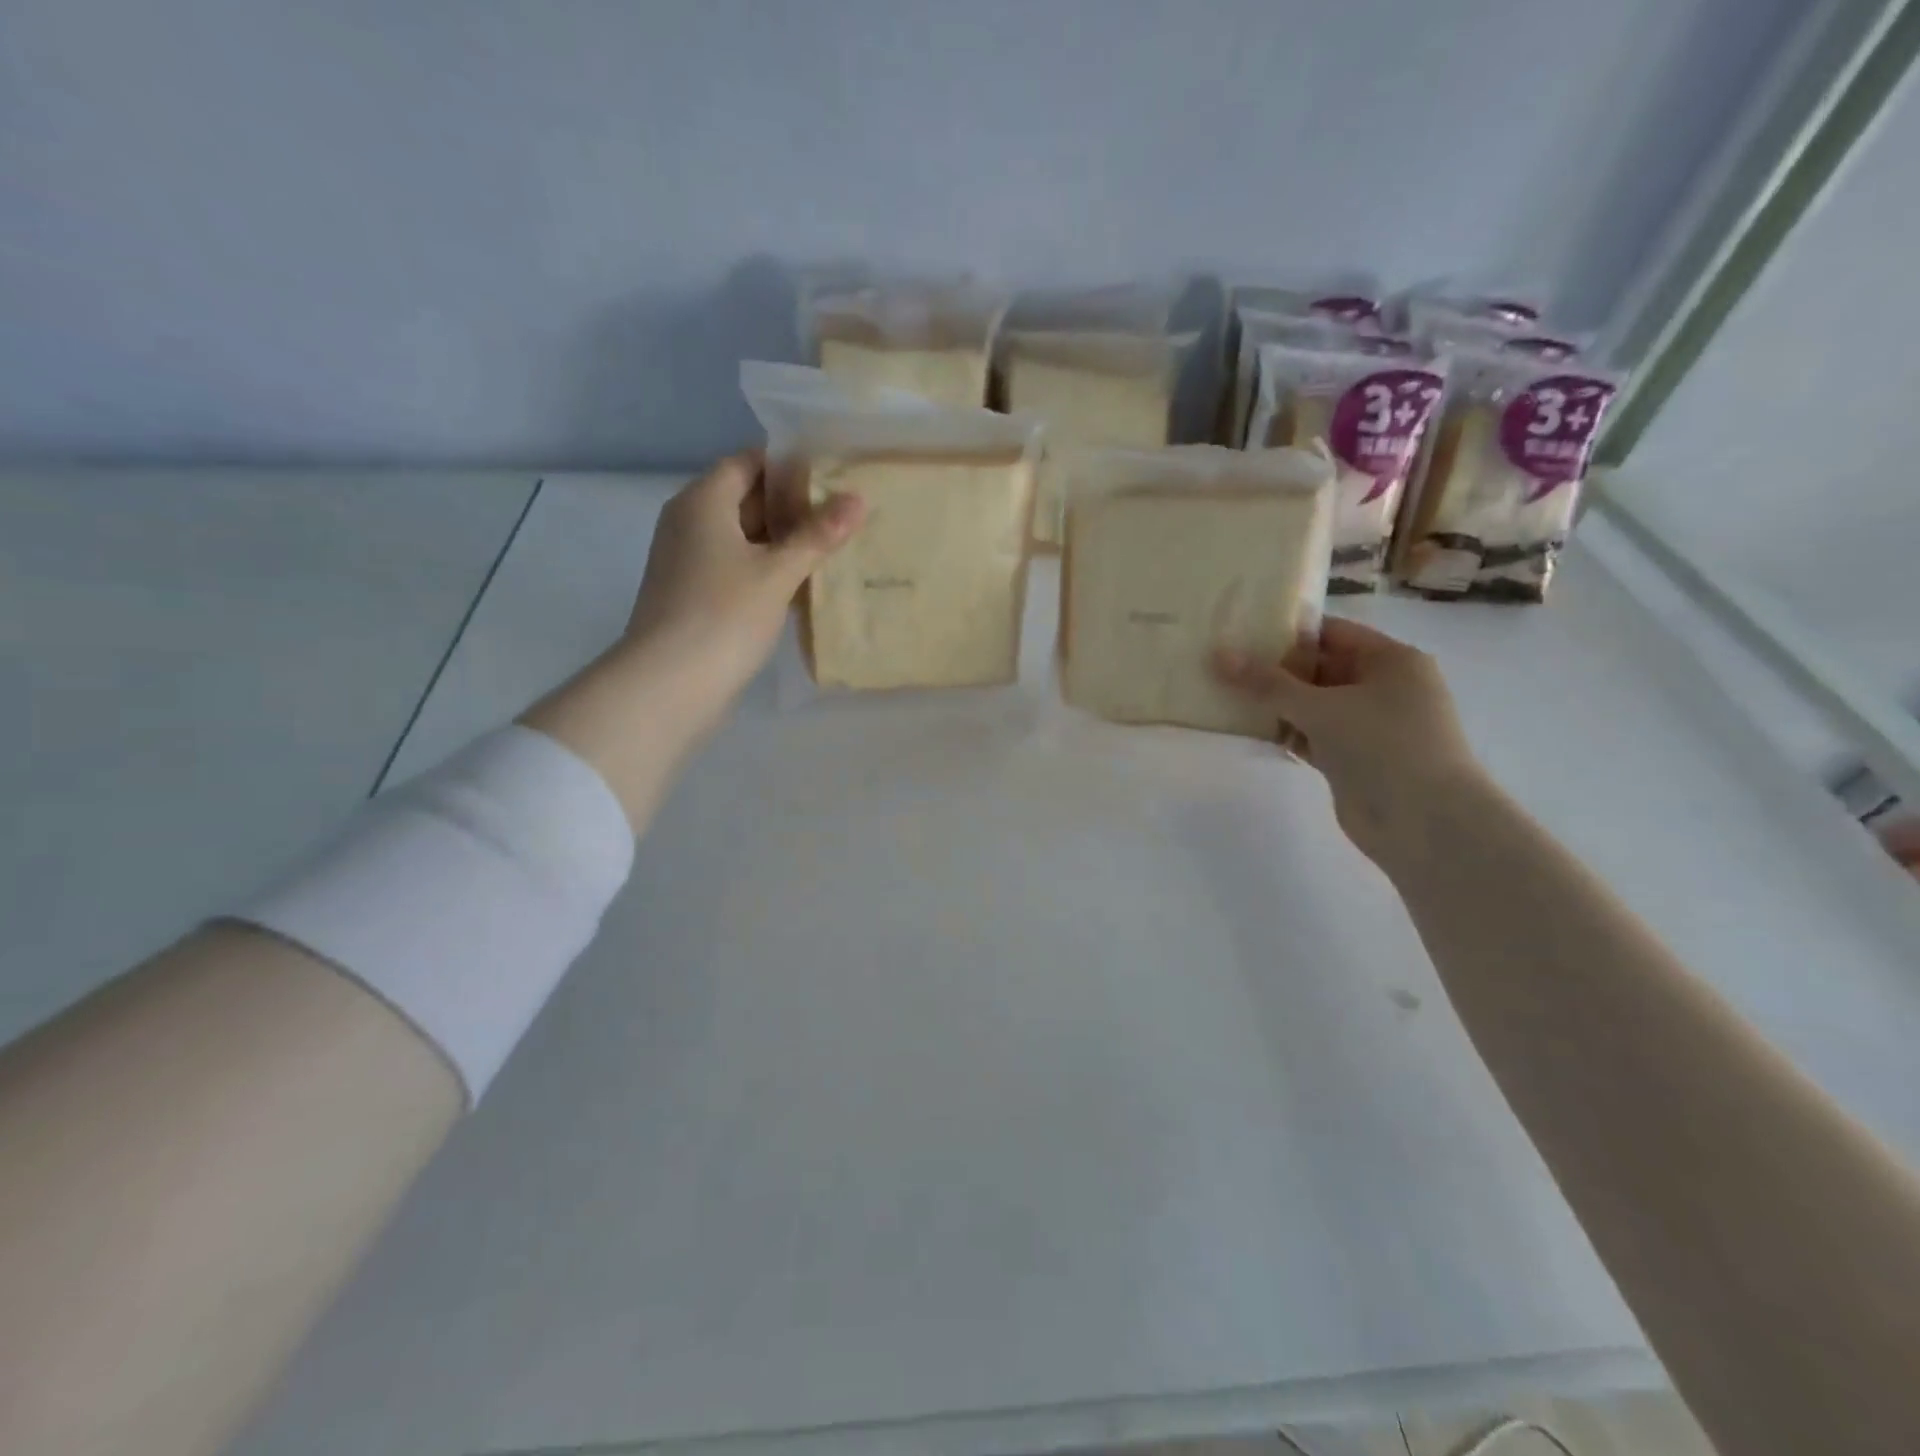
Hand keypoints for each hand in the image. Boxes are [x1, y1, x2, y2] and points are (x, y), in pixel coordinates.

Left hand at [624, 450, 863, 727]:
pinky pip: (737, 568)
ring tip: (835, 547)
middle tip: (845, 513)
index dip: (790, 465)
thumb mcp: (778, 573)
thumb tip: (858, 498)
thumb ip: (818, 535)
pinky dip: (768, 570)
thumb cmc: (724, 615)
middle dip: (794, 506)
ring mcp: (689, 561)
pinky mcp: (695, 595)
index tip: (835, 475)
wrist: (670, 685)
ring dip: (784, 542)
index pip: (748, 462)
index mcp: (703, 502)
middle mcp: (689, 523)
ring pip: (744, 538)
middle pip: (746, 499)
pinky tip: (804, 584)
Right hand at [1215, 618, 1481, 860]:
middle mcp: (1384, 687)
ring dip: (1275, 703)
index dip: (1287, 632)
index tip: (1241, 633)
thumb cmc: (1382, 746)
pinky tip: (1249, 728)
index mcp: (1391, 660)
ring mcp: (1369, 725)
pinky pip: (1312, 734)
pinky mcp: (1354, 758)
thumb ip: (1267, 683)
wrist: (1425, 823)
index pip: (1331, 633)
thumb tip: (1218, 655)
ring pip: (1313, 704)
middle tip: (1224, 664)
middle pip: (1320, 668)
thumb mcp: (1321, 707)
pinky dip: (1286, 732)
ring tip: (1225, 694)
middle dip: (1274, 669)